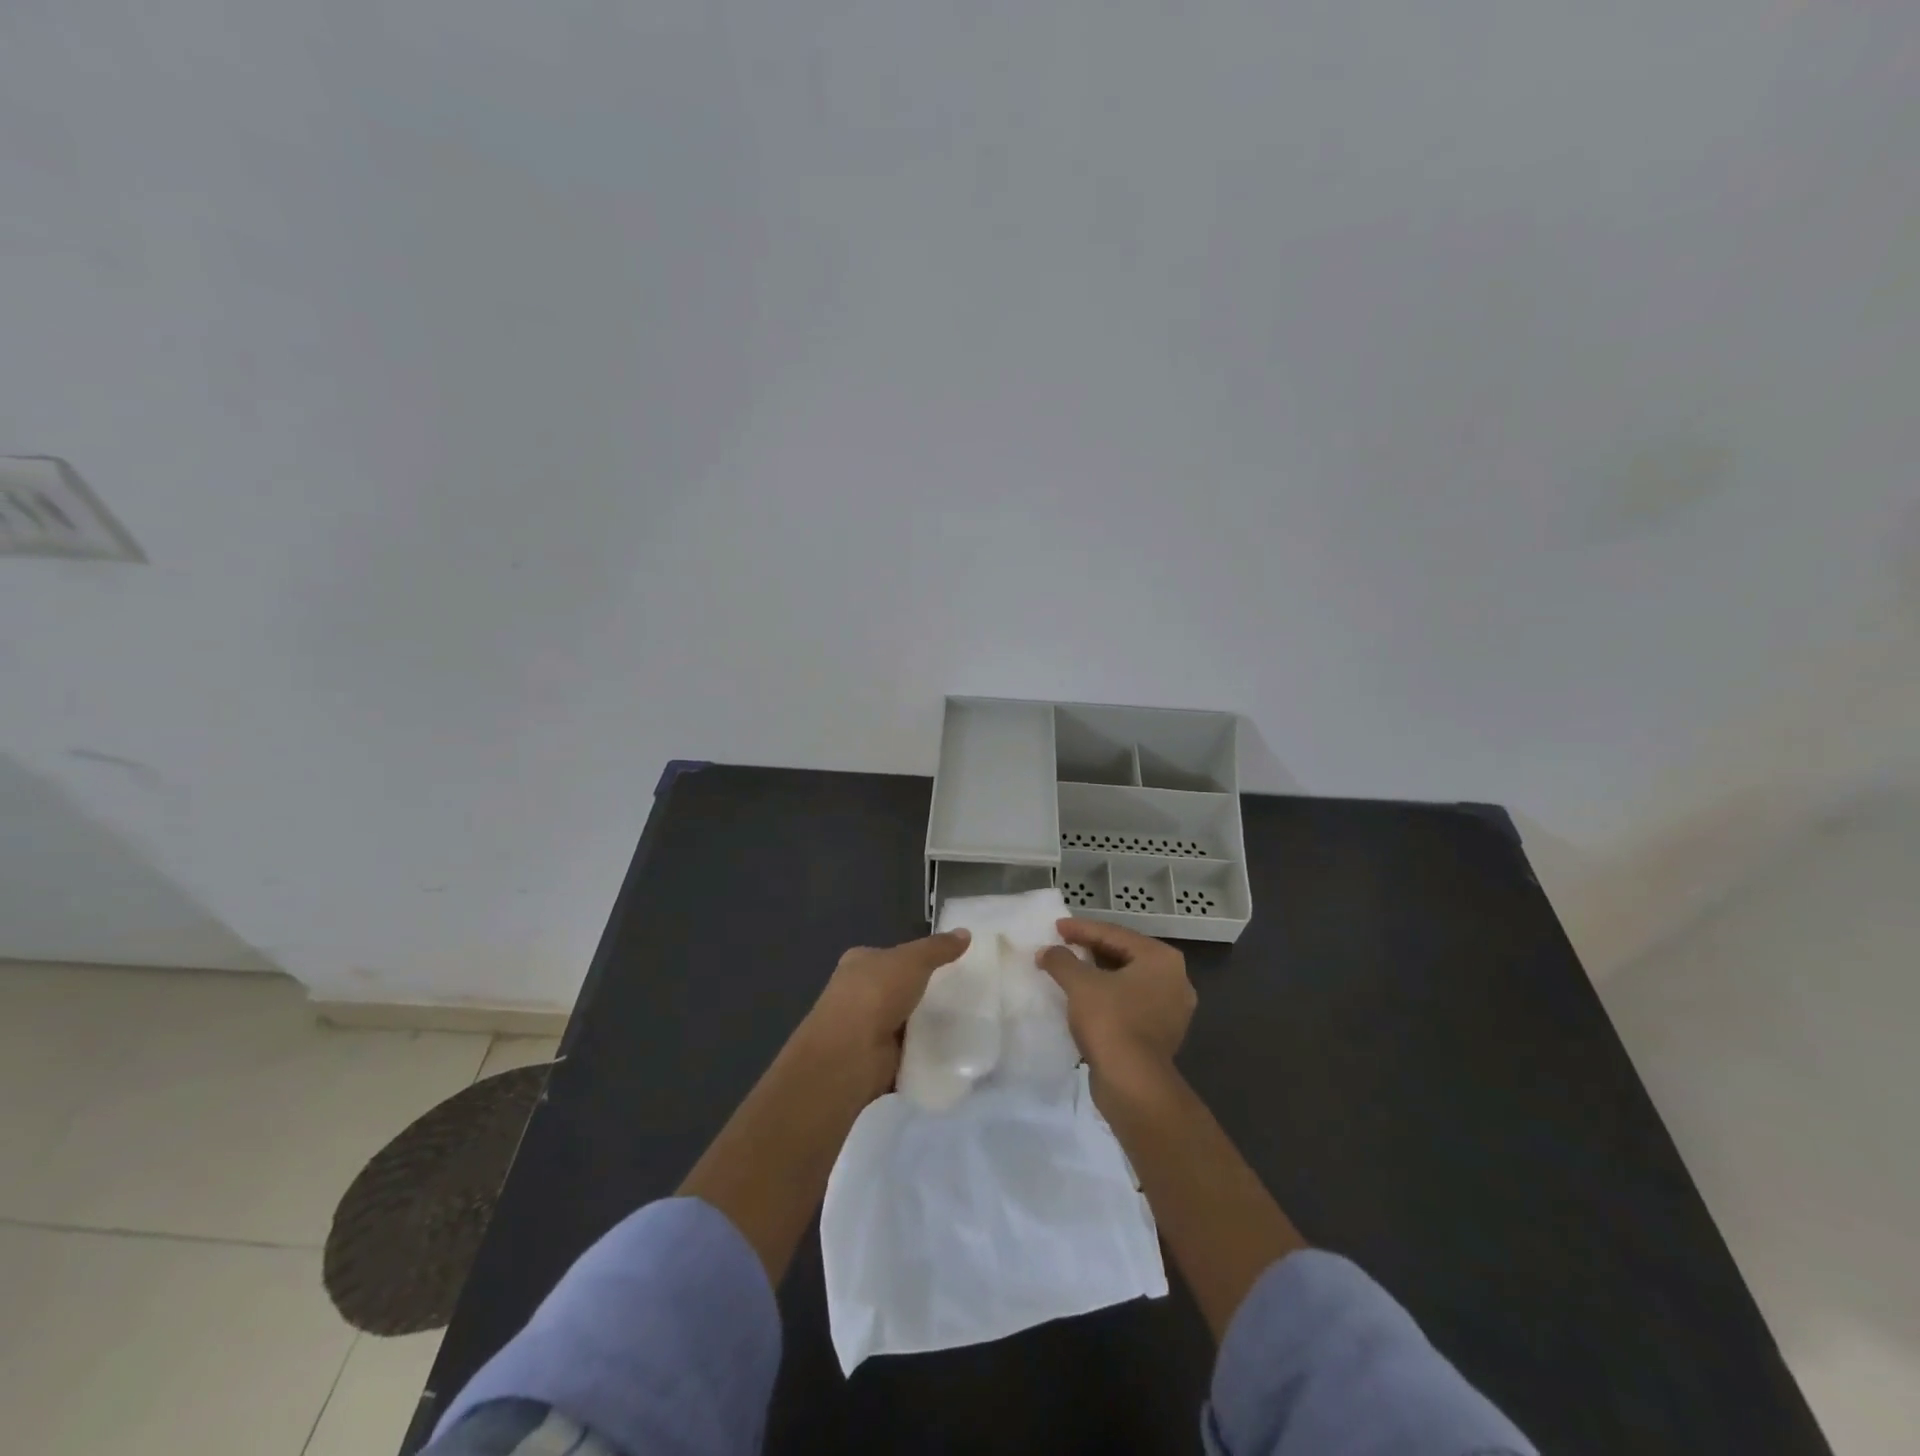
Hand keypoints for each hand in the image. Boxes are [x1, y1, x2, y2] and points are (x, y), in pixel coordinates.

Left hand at [798, 930, 971, 1097]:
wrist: (850, 1053)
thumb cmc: (876, 994)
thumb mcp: (913, 960)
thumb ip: (938, 947)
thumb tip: (965, 932)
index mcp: (859, 963)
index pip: (889, 955)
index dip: (915, 958)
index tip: (947, 964)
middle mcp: (858, 993)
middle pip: (898, 988)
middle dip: (923, 992)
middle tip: (962, 993)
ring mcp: (866, 1028)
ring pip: (904, 1020)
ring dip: (926, 1024)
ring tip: (965, 1021)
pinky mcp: (878, 1059)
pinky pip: (909, 1050)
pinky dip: (926, 1051)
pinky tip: (953, 1049)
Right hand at [1037, 918, 1194, 1080]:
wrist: (1133, 1084)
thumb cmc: (1110, 1021)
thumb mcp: (1080, 984)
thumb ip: (1061, 960)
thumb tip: (1046, 951)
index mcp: (1161, 959)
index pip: (1115, 934)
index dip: (1081, 929)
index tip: (1056, 927)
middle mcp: (1175, 979)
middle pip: (1124, 955)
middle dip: (1091, 949)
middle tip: (1063, 945)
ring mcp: (1172, 1009)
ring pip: (1128, 981)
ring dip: (1099, 975)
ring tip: (1070, 970)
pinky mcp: (1162, 1034)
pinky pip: (1131, 1003)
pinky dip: (1109, 997)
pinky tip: (1085, 999)